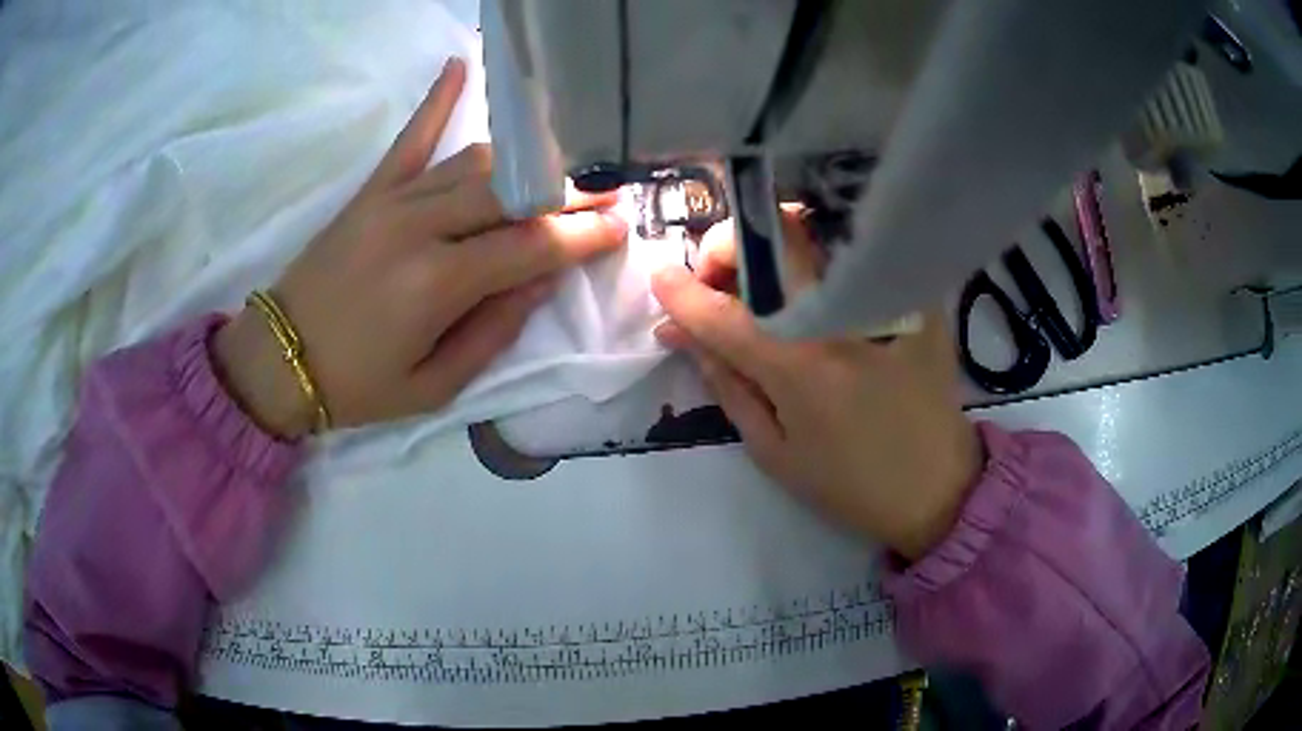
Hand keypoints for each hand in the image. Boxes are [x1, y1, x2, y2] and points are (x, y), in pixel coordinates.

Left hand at [214, 58, 627, 437]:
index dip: (581, 235)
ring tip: (563, 164)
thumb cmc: (358, 386)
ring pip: (476, 162)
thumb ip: (494, 332)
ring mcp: (392, 200)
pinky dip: (437, 99)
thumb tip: (542, 279)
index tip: (620, 225)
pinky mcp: (370, 190)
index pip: (530, 247)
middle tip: (607, 190)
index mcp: (437, 284)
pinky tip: (461, 64)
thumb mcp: (435, 387)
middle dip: (568, 191)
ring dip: (527, 161)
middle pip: (512, 193)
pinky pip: (411, 136)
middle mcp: (419, 228)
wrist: (280, 358)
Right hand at [651, 214, 981, 559]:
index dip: (681, 291)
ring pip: (817, 233)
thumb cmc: (849, 484)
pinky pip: (859, 254)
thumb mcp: (773, 451)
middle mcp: (842, 322)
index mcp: (801, 370)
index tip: (660, 277)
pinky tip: (814, 280)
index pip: (723, 313)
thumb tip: (681, 334)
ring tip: (761, 276)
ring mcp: (886, 302)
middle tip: (717, 275)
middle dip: (727, 246)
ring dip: (773, 242)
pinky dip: (824, 254)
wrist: (937, 488)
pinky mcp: (918, 299)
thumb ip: (725, 384)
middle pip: (774, 244)